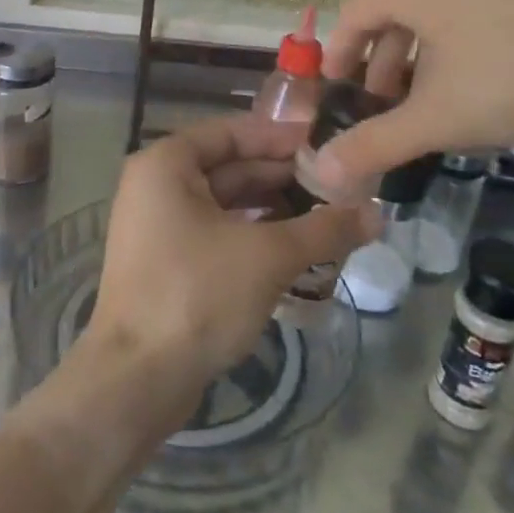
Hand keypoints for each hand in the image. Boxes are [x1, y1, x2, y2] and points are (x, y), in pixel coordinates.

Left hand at [85, 115, 373, 417]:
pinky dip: (255, 236)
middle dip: (284, 177)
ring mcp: (159, 227)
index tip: (327, 143)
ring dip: (274, 209)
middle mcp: (157, 186)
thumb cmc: (197, 295)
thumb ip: (323, 229)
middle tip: (340, 184)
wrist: (137, 380)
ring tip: (329, 216)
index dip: (280, 137)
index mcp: (167, 164)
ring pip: (227, 205)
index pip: (232, 132)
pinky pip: (218, 234)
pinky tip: (298, 249)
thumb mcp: (268, 256)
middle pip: (230, 167)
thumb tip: (377, 214)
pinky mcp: (169, 264)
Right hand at [317, 0, 513, 187]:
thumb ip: (376, 144)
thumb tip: (322, 173)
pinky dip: (462, 43)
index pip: (351, 16)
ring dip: (424, 57)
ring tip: (436, 100)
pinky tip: (487, 79)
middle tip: (387, 109)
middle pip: (394, 13)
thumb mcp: (438, 117)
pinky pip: (475, 6)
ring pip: (436, 12)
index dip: (337, 59)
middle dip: (384, 66)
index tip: (337, 95)